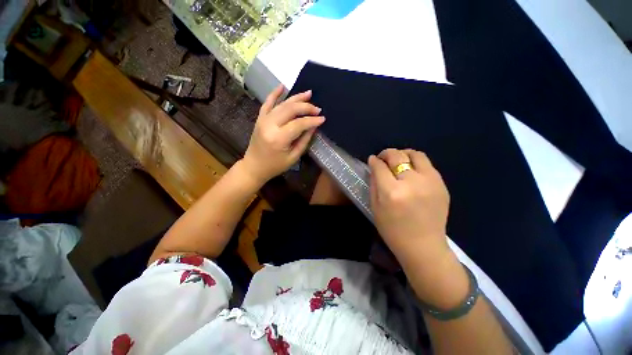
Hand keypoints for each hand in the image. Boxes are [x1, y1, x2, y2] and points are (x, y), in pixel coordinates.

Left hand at [242, 85, 324, 184]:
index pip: (299, 124)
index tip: (322, 118)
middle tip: (317, 108)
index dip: (312, 120)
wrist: (254, 166)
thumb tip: (313, 127)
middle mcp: (270, 125)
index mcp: (279, 138)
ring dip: (296, 98)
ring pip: (282, 104)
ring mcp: (263, 120)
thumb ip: (304, 140)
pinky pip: (267, 103)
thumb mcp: (293, 157)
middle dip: (306, 107)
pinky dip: (274, 93)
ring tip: (308, 93)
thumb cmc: (275, 166)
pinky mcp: (260, 118)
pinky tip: (282, 86)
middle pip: (290, 110)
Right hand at [368, 148, 450, 266]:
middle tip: (383, 157)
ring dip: (404, 154)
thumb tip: (374, 165)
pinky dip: (416, 163)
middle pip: (397, 156)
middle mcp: (411, 183)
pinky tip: (411, 171)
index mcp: (392, 192)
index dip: (374, 161)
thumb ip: (374, 184)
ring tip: (399, 160)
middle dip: (387, 153)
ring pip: (416, 155)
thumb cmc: (393, 230)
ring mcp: (430, 182)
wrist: (423, 246)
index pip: (380, 166)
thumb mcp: (375, 207)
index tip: (372, 159)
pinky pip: (427, 165)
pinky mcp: (441, 185)